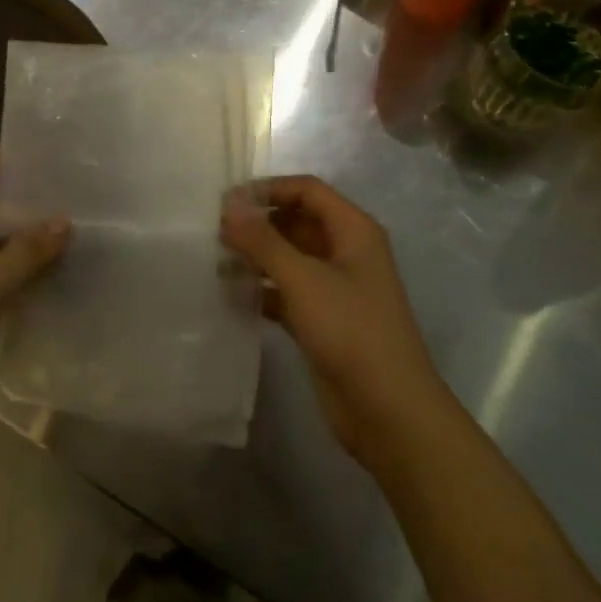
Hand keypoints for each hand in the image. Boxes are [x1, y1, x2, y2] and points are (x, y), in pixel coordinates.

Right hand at [221, 176, 439, 468]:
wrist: (389, 411)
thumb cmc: (351, 332)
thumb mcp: (303, 279)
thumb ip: (263, 240)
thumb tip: (229, 203)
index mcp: (353, 231)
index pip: (307, 190)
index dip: (268, 190)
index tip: (226, 202)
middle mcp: (345, 252)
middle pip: (296, 221)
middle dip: (257, 224)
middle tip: (212, 232)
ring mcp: (334, 288)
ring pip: (288, 258)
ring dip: (255, 257)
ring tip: (213, 261)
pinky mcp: (321, 320)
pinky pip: (285, 292)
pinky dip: (260, 290)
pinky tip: (229, 296)